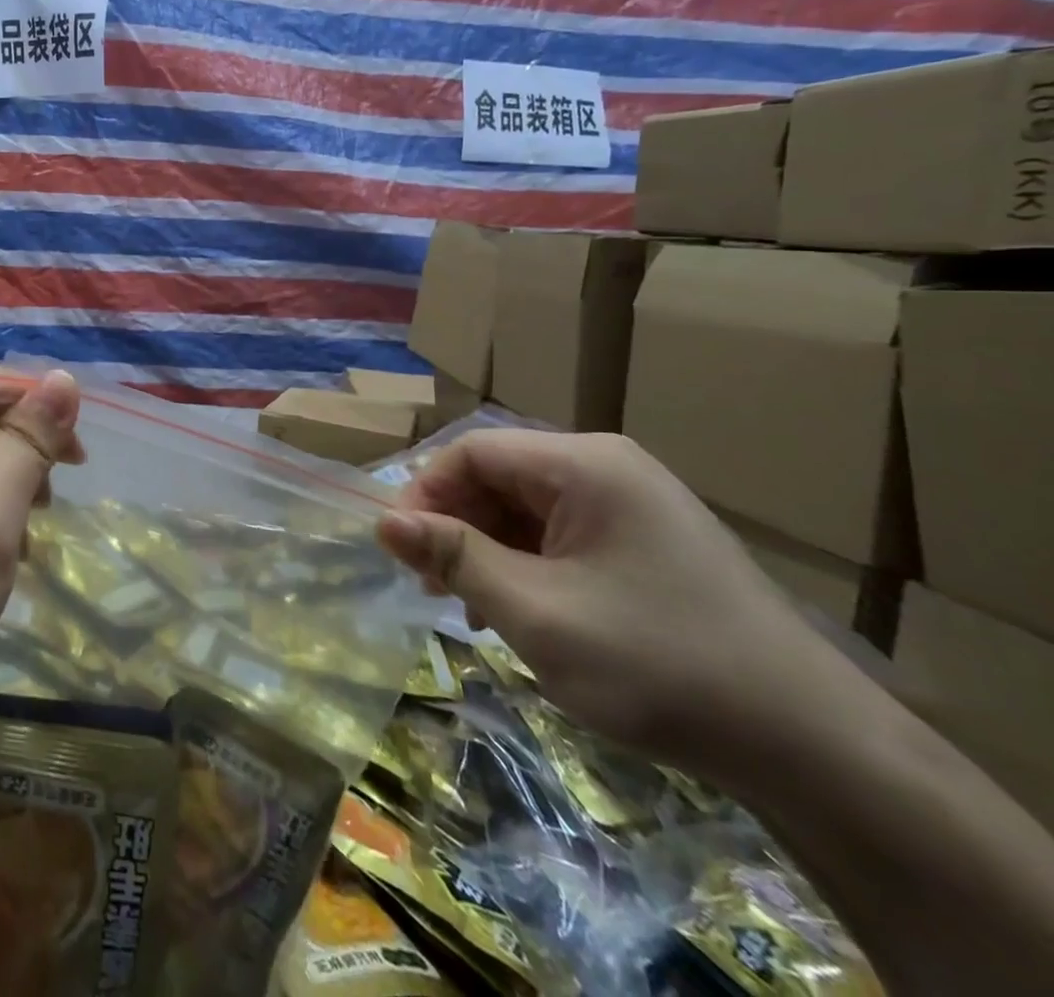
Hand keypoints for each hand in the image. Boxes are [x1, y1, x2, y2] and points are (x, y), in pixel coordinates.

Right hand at [378, 430, 837, 775]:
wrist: (817, 750)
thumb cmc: (659, 665)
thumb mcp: (537, 613)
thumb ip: (453, 557)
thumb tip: (383, 521)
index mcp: (585, 465)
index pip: (472, 451)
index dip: (424, 492)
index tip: (399, 548)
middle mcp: (608, 469)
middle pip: (500, 476)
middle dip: (455, 525)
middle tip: (430, 585)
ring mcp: (634, 505)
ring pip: (528, 508)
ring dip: (488, 550)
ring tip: (469, 606)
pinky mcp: (649, 544)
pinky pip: (563, 535)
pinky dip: (527, 565)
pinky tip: (519, 612)